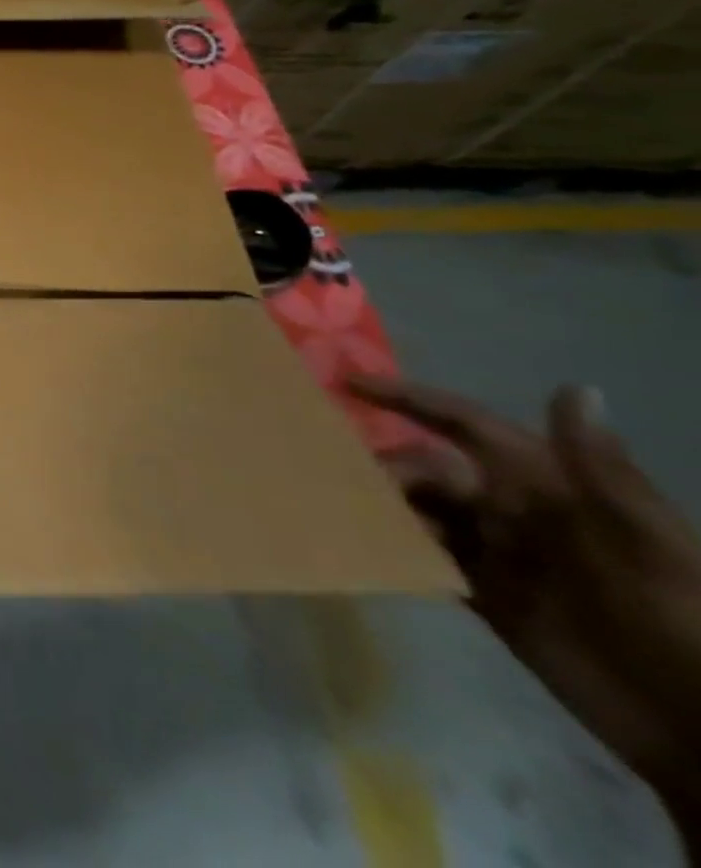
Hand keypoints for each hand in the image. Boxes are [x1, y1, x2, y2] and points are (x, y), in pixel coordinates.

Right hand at [354, 376, 700, 829]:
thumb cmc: (683, 624)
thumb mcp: (653, 545)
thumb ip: (602, 470)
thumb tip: (574, 385)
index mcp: (547, 486)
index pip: (466, 425)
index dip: (410, 400)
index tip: (349, 382)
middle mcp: (513, 509)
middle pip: (427, 467)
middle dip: (384, 465)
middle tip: (345, 480)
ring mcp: (496, 553)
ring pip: (418, 509)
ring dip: (382, 504)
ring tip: (341, 509)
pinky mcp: (483, 595)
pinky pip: (423, 557)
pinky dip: (393, 548)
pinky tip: (365, 547)